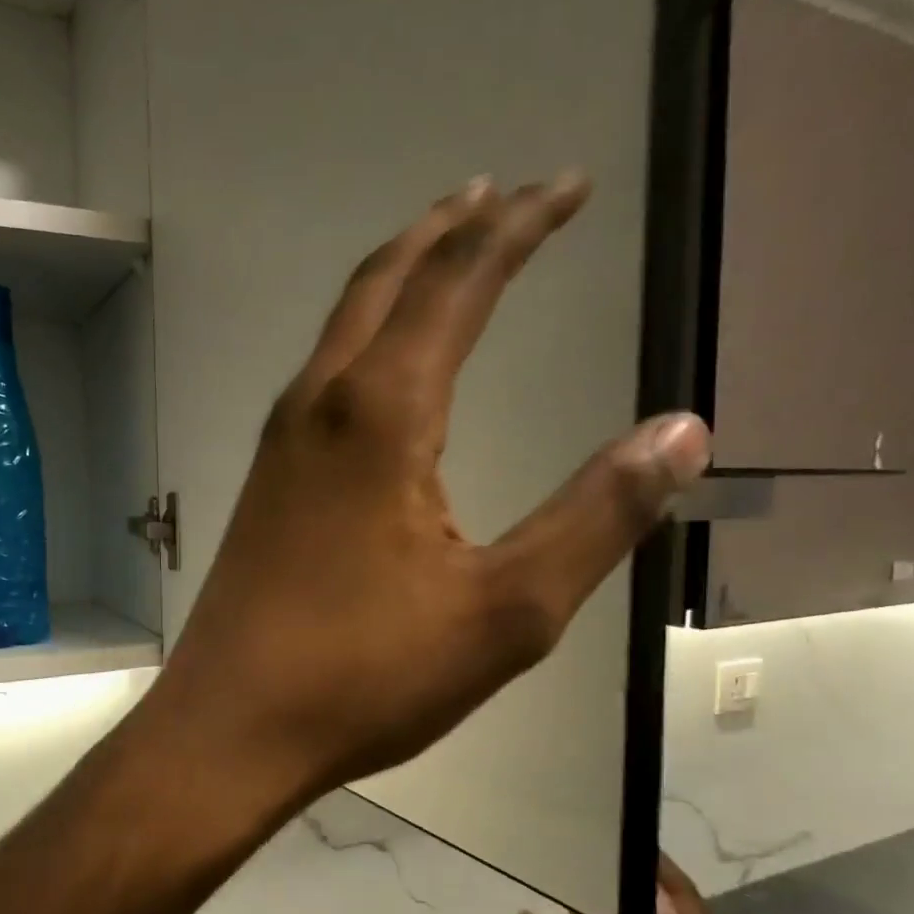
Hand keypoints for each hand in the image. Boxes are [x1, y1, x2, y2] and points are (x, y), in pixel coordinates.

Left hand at [143, 174, 710, 816]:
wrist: (233, 726)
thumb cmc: (365, 676)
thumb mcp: (505, 611)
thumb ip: (595, 517)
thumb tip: (681, 431)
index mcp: (382, 416)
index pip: (459, 283)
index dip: (518, 226)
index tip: (566, 187)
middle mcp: (321, 407)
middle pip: (385, 281)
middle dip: (449, 228)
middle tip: (501, 194)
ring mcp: (280, 444)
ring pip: (342, 326)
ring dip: (397, 276)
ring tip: (444, 252)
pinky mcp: (265, 484)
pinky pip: (320, 378)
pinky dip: (363, 338)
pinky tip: (380, 368)